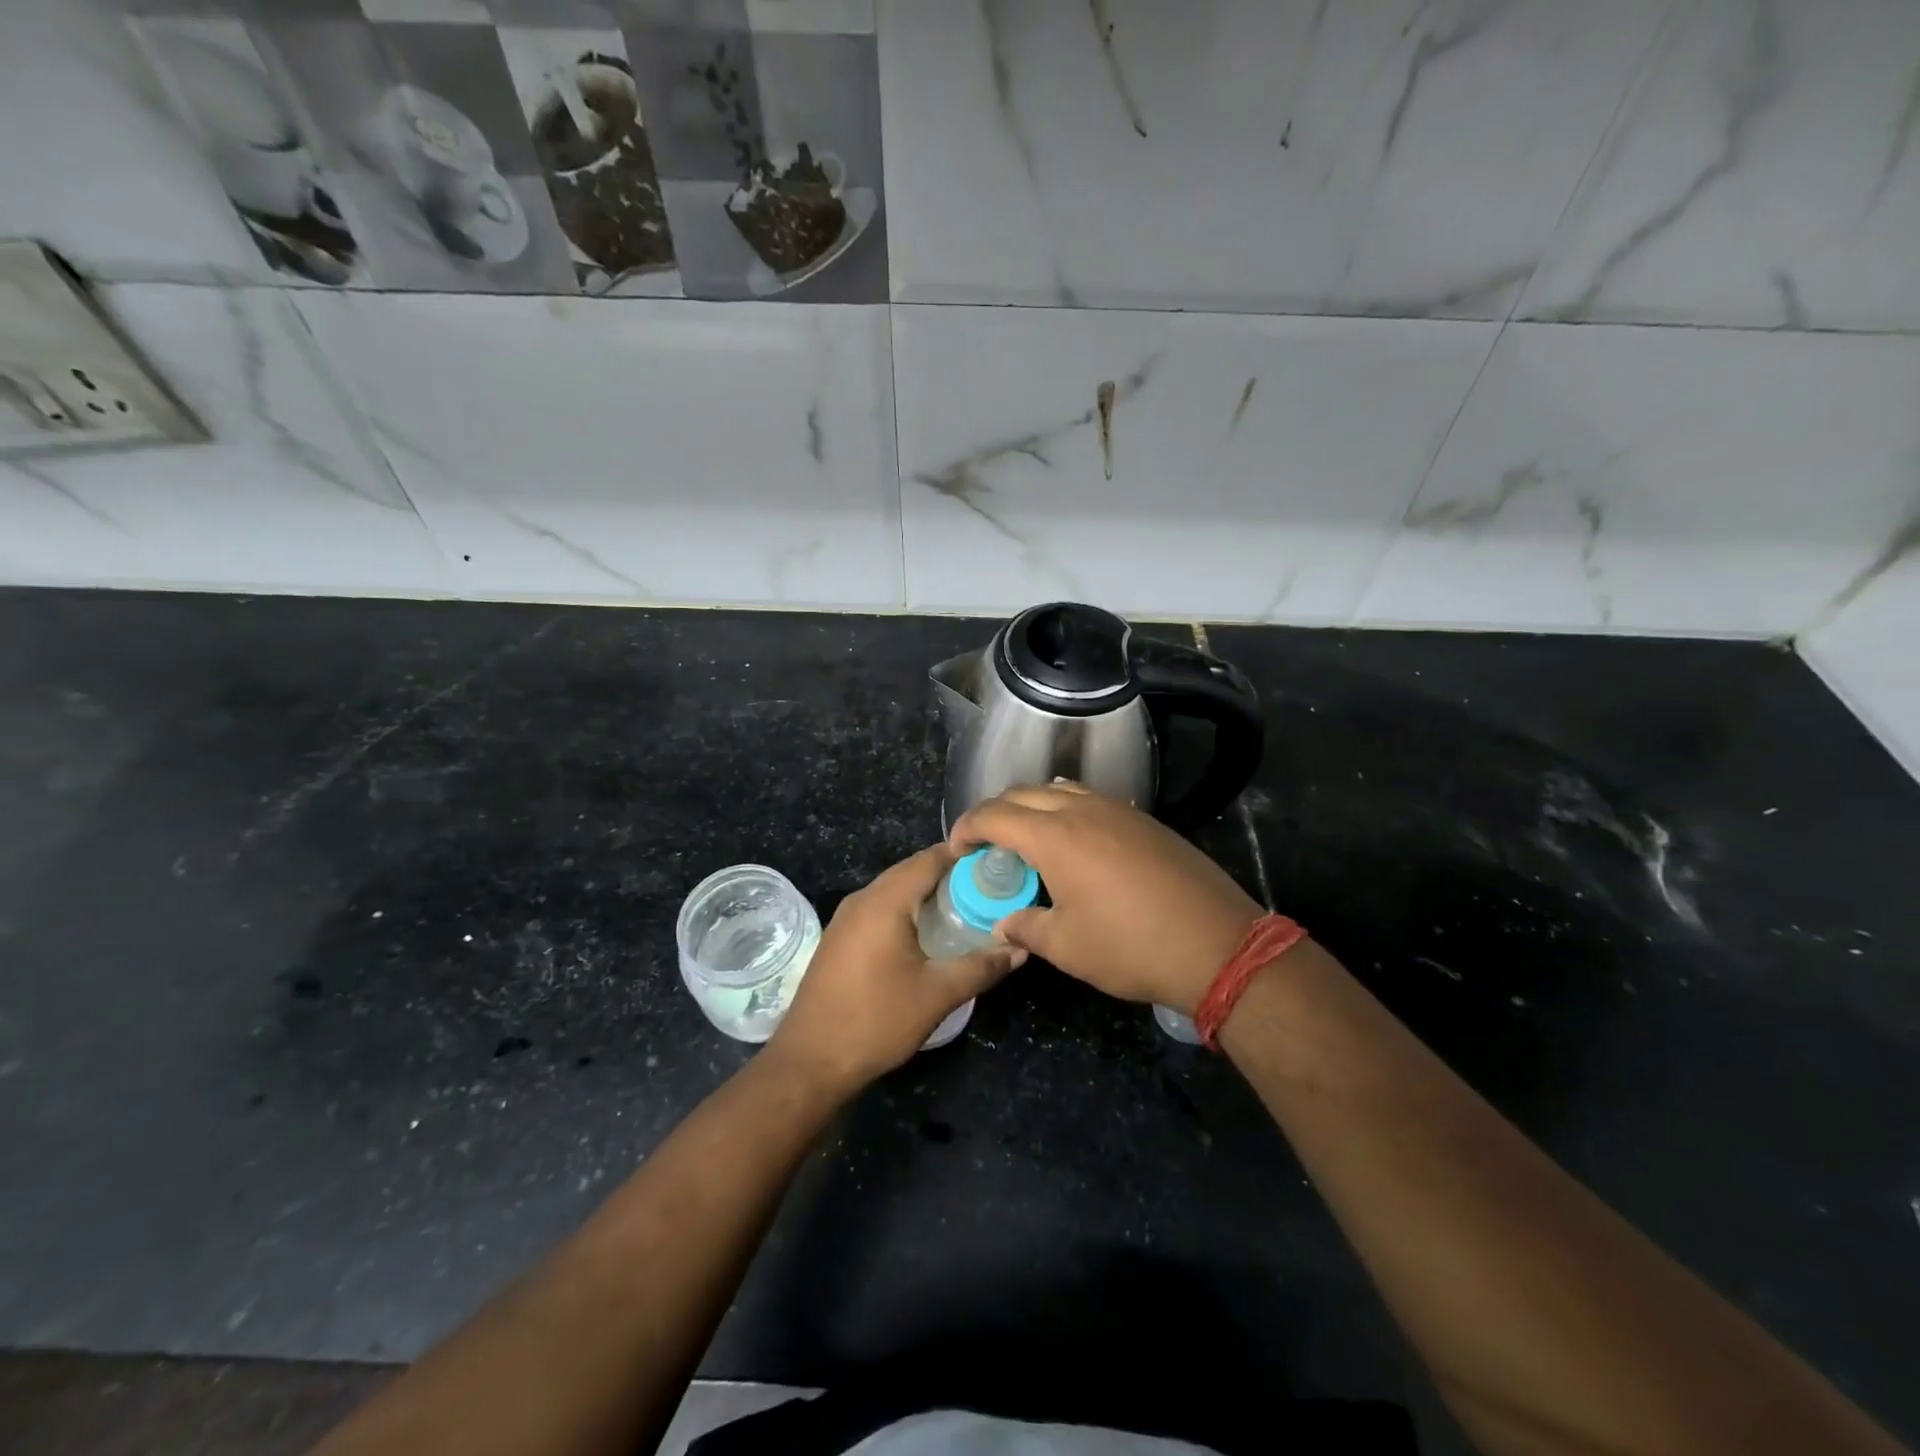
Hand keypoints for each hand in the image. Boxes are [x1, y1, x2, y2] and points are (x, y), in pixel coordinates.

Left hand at [768, 844, 1023, 1094]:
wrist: (810, 1062)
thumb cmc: (876, 1020)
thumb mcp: (938, 994)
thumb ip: (981, 966)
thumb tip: (1020, 948)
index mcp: (885, 901)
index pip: (929, 859)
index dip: (964, 855)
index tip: (997, 862)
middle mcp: (862, 899)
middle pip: (911, 872)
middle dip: (950, 876)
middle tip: (989, 889)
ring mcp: (846, 919)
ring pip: (895, 891)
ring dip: (928, 895)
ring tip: (967, 910)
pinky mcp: (840, 939)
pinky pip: (880, 910)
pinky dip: (908, 911)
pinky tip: (929, 935)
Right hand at [949, 783, 1261, 1013]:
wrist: (1218, 944)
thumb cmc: (1132, 947)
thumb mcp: (1067, 947)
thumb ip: (1027, 928)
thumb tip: (1005, 923)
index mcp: (1055, 837)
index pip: (995, 815)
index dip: (967, 827)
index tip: (957, 850)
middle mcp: (1083, 810)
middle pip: (1023, 793)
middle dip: (994, 812)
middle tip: (984, 844)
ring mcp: (1118, 810)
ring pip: (1059, 789)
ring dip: (1031, 806)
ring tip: (1025, 838)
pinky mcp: (1144, 820)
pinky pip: (1090, 799)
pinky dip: (1065, 809)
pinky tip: (1072, 842)